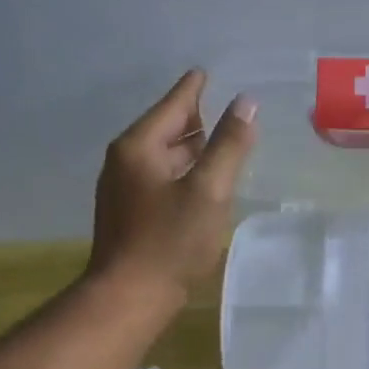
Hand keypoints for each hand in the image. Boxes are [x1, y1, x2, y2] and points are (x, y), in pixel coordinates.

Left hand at [86, 69, 256, 300]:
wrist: (130, 296)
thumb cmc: (171, 241)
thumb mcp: (208, 190)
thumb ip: (228, 146)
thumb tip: (246, 103)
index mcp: (139, 147)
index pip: (172, 106)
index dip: (193, 89)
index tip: (206, 72)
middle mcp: (124, 162)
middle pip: (165, 130)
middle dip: (194, 121)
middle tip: (224, 113)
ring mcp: (122, 190)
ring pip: (162, 158)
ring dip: (189, 151)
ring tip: (219, 146)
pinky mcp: (128, 216)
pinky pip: (159, 181)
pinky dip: (182, 174)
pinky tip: (200, 186)